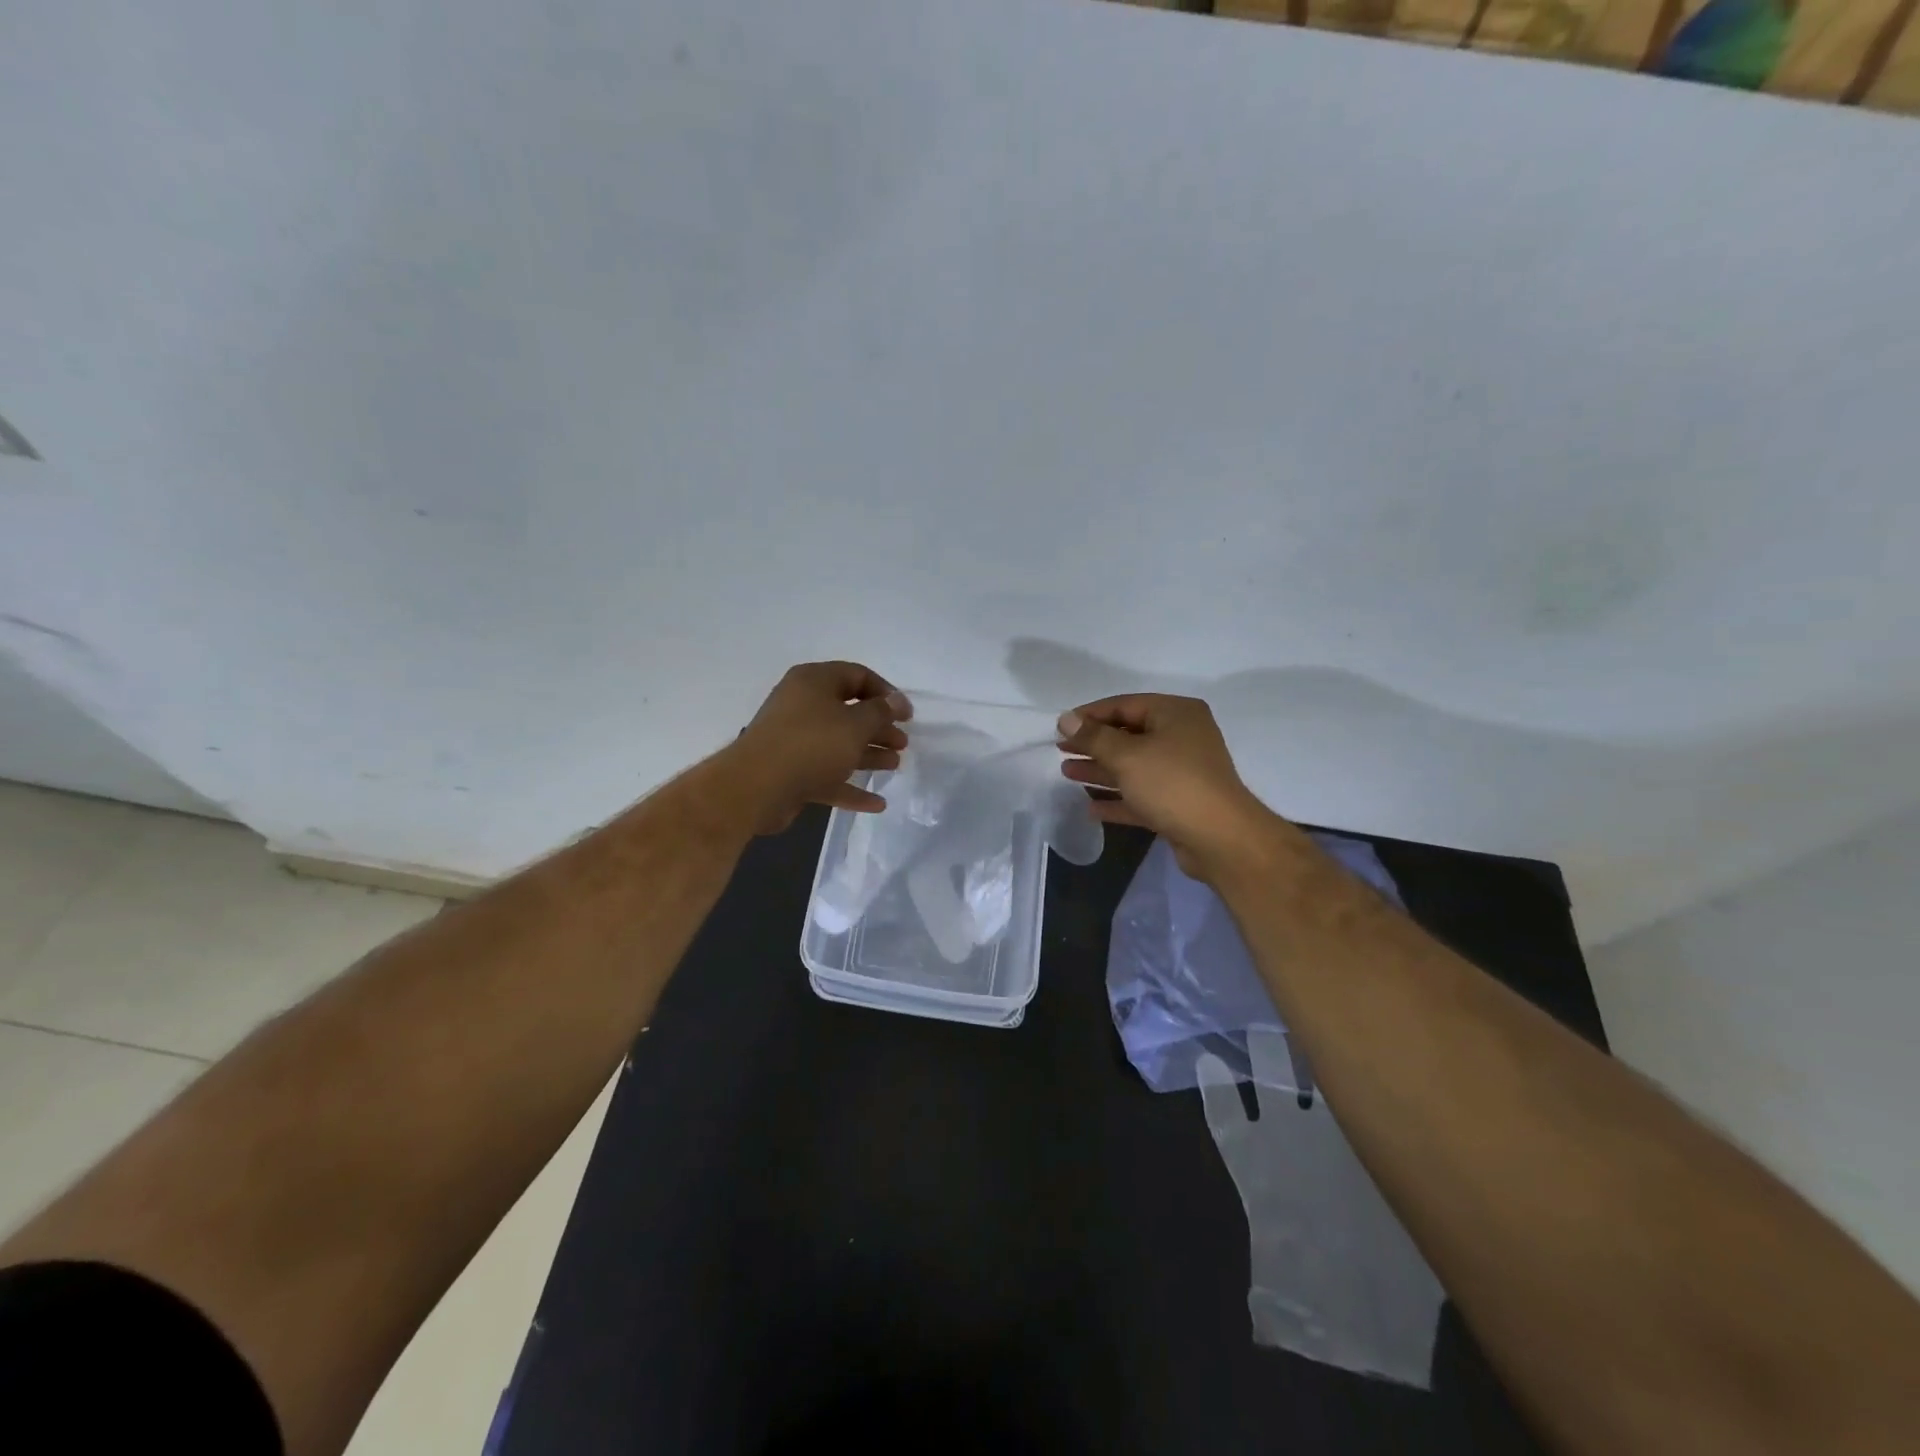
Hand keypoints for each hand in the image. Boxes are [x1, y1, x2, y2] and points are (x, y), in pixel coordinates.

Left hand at [723, 662, 911, 833]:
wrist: (756, 787)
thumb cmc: (812, 744)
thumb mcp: (855, 724)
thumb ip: (880, 712)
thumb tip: (894, 701)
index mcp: (814, 682)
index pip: (857, 675)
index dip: (886, 693)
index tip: (907, 715)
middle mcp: (802, 705)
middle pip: (848, 712)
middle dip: (879, 727)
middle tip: (902, 743)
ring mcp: (794, 740)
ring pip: (838, 744)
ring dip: (868, 755)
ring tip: (895, 766)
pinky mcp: (791, 772)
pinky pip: (827, 775)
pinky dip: (850, 787)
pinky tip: (877, 803)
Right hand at [1057, 694, 1282, 881]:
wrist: (1220, 839)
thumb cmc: (1172, 784)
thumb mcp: (1127, 756)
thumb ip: (1093, 737)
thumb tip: (1066, 718)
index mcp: (1176, 714)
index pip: (1125, 705)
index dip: (1090, 715)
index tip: (1060, 727)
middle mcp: (1182, 737)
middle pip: (1128, 735)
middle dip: (1093, 744)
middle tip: (1060, 750)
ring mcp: (1182, 772)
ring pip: (1133, 766)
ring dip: (1100, 770)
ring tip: (1067, 773)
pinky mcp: (1179, 804)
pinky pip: (1141, 796)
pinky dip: (1118, 799)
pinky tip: (1091, 808)